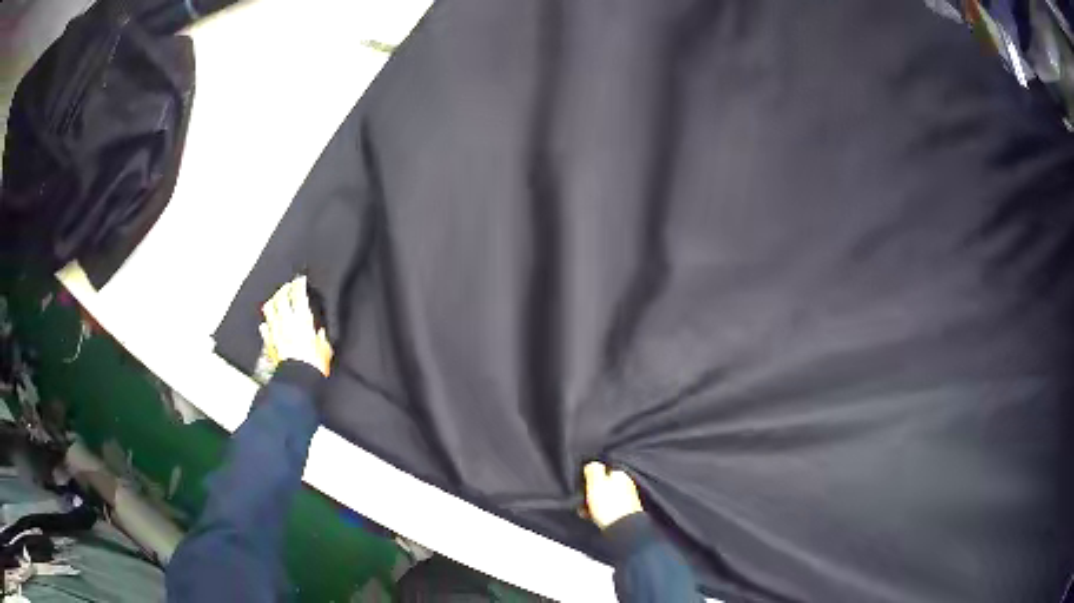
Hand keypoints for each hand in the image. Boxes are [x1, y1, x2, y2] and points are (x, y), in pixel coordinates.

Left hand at [259, 276, 333, 375]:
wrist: (298, 381)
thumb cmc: (314, 365)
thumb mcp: (325, 348)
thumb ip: (321, 337)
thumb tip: (320, 332)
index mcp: (301, 319)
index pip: (298, 294)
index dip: (299, 283)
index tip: (301, 279)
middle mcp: (285, 321)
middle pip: (280, 297)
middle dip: (284, 288)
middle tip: (288, 286)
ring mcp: (274, 331)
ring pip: (269, 309)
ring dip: (273, 302)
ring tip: (276, 300)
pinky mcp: (269, 343)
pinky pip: (264, 328)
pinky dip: (266, 323)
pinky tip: (268, 324)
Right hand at [583, 461, 643, 529]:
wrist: (623, 528)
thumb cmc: (609, 504)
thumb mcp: (596, 483)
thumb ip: (593, 470)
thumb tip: (592, 465)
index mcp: (620, 475)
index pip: (603, 471)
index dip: (590, 478)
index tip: (582, 486)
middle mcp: (626, 485)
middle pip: (604, 486)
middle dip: (591, 493)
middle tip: (581, 501)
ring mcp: (627, 500)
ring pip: (605, 498)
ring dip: (593, 504)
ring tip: (584, 512)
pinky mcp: (625, 512)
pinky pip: (609, 509)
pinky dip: (599, 512)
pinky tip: (592, 517)